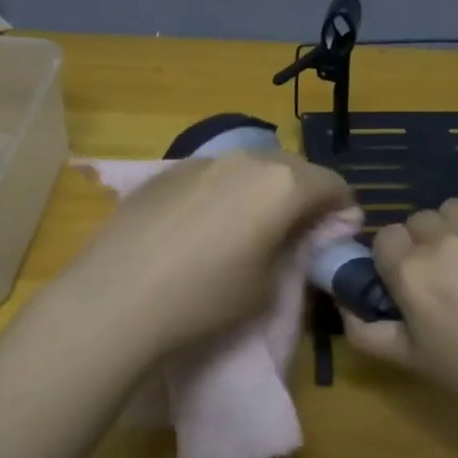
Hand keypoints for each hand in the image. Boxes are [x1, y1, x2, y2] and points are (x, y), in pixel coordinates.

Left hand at [53, 150, 351, 359]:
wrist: (116, 298)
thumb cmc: (205, 298)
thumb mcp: (266, 286)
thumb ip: (290, 251)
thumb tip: (296, 235)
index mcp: (282, 185)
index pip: (332, 184)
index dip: (342, 208)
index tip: (337, 232)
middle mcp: (245, 159)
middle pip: (292, 168)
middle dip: (304, 193)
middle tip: (298, 229)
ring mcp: (201, 160)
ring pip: (249, 167)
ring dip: (262, 189)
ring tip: (250, 224)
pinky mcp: (165, 171)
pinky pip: (212, 174)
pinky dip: (223, 191)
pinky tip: (204, 224)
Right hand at [342, 192, 457, 438]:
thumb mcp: (408, 361)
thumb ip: (362, 330)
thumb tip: (343, 301)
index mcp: (410, 270)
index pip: (385, 237)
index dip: (395, 259)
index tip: (410, 283)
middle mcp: (444, 239)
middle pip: (420, 220)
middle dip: (427, 243)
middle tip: (448, 278)